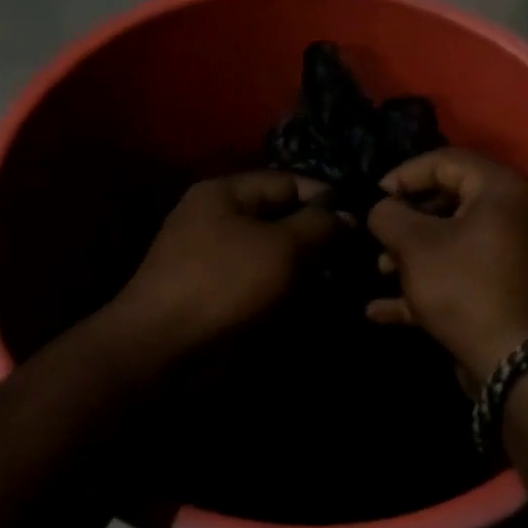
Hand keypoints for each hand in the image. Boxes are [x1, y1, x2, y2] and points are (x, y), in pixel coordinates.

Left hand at [109, 171, 343, 358]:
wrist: (164, 346)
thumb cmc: (223, 283)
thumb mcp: (280, 247)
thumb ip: (319, 226)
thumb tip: (349, 217)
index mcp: (225, 193)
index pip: (288, 182)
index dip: (327, 199)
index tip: (363, 223)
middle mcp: (218, 219)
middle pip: (281, 218)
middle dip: (318, 237)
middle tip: (356, 258)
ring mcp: (216, 258)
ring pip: (275, 254)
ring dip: (305, 268)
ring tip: (340, 282)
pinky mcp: (219, 293)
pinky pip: (262, 282)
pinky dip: (286, 290)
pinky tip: (313, 303)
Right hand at [366, 149, 527, 382]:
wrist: (515, 360)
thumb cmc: (465, 288)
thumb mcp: (417, 245)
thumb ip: (390, 216)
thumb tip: (381, 208)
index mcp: (502, 189)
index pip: (446, 161)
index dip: (403, 175)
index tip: (372, 198)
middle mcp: (515, 215)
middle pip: (448, 203)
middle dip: (405, 221)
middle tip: (376, 237)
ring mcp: (512, 256)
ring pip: (452, 243)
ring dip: (410, 256)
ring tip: (379, 272)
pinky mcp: (503, 291)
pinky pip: (459, 277)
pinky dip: (424, 287)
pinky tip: (380, 310)